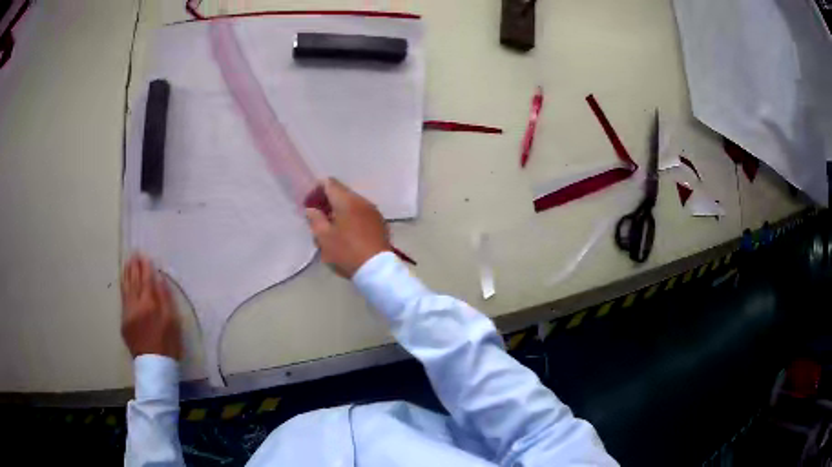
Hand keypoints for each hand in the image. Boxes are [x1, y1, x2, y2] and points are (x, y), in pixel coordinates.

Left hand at [121, 254, 182, 359]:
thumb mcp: (172, 321)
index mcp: (149, 304)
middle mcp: (135, 305)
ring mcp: (127, 313)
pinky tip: (124, 283)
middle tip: (134, 254)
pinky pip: (123, 299)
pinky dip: (124, 288)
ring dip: (127, 275)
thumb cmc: (168, 344)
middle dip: (134, 267)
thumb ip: (165, 298)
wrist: (154, 366)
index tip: (144, 255)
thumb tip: (159, 279)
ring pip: (125, 289)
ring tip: (127, 263)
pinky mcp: (123, 322)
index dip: (145, 267)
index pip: (146, 280)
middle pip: (133, 282)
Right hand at [306, 178, 390, 277]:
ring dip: (340, 210)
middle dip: (328, 201)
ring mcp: (373, 211)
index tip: (309, 203)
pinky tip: (347, 232)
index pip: (330, 183)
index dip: (317, 190)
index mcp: (347, 200)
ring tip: (331, 227)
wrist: (377, 269)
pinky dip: (352, 217)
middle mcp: (362, 201)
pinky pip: (362, 213)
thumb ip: (315, 219)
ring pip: (352, 203)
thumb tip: (312, 209)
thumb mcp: (324, 238)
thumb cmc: (347, 252)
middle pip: (342, 193)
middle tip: (318, 217)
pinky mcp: (380, 223)